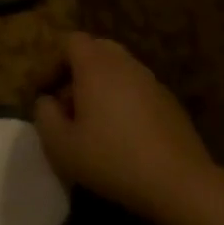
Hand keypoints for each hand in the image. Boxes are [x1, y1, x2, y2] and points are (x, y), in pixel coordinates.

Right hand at [33, 32, 221, 222]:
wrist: (179, 182)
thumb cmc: (112, 159)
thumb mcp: (61, 145)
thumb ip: (44, 115)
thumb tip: (47, 101)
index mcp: (97, 67)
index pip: (71, 41)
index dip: (53, 62)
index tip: (45, 92)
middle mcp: (126, 65)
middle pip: (97, 49)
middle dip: (77, 70)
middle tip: (67, 103)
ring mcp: (152, 82)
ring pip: (119, 70)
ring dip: (101, 86)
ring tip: (93, 123)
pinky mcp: (170, 103)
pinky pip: (137, 89)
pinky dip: (123, 100)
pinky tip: (121, 135)